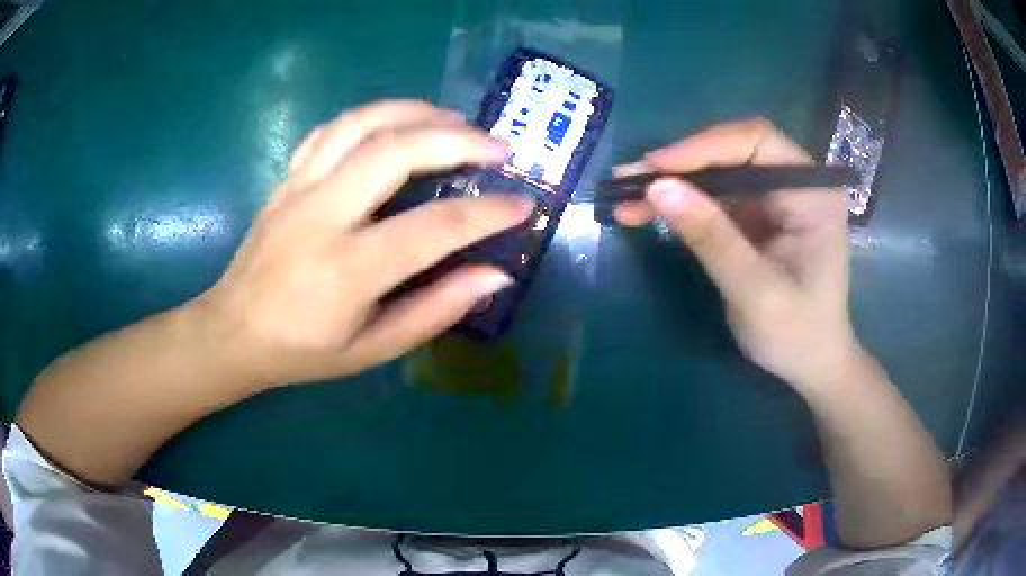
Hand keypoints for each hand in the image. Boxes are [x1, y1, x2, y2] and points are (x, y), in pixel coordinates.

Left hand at [191, 100, 533, 389]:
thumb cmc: (302, 352)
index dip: (486, 214)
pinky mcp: (286, 178)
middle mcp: (321, 216)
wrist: (232, 332)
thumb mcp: (372, 350)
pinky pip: (330, 129)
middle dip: (458, 141)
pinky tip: (397, 122)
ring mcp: (298, 189)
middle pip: (396, 152)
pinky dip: (372, 116)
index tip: (523, 205)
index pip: (432, 228)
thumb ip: (435, 310)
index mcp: (346, 271)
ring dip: (416, 112)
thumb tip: (494, 275)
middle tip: (498, 147)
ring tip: (455, 120)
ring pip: (361, 123)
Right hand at [614, 118, 859, 394]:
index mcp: (812, 193)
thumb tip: (657, 187)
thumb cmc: (796, 333)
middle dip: (681, 164)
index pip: (758, 142)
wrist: (810, 364)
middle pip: (733, 151)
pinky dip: (680, 203)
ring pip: (717, 172)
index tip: (656, 168)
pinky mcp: (757, 215)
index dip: (705, 146)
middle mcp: (796, 183)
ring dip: (672, 183)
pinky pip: (714, 196)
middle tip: (627, 179)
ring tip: (625, 198)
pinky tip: (645, 211)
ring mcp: (776, 198)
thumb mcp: (755, 291)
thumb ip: (712, 238)